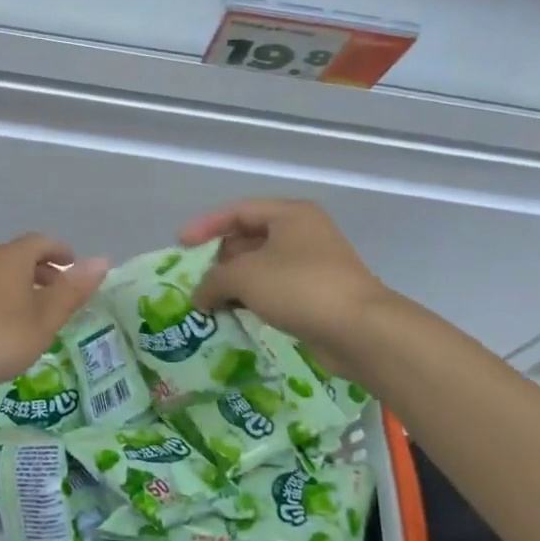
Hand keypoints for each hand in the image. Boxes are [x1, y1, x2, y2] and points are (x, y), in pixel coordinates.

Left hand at [0, 233, 108, 391]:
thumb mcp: (44, 319)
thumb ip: (72, 291)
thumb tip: (102, 260)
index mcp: (13, 258)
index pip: (41, 241)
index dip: (60, 250)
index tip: (74, 264)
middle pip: (20, 256)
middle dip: (43, 270)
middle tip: (61, 291)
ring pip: (2, 275)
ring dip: (23, 287)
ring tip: (38, 313)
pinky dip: (5, 300)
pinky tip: (8, 329)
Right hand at [179, 199, 390, 371]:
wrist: (359, 329)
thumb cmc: (299, 287)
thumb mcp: (245, 276)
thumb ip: (213, 280)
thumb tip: (200, 296)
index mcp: (290, 215)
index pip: (238, 211)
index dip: (206, 226)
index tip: (180, 245)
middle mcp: (303, 234)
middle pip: (249, 239)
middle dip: (219, 259)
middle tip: (192, 278)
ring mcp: (312, 265)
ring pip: (261, 268)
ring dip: (234, 283)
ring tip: (206, 301)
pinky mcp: (316, 295)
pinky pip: (275, 290)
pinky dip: (252, 299)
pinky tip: (233, 315)